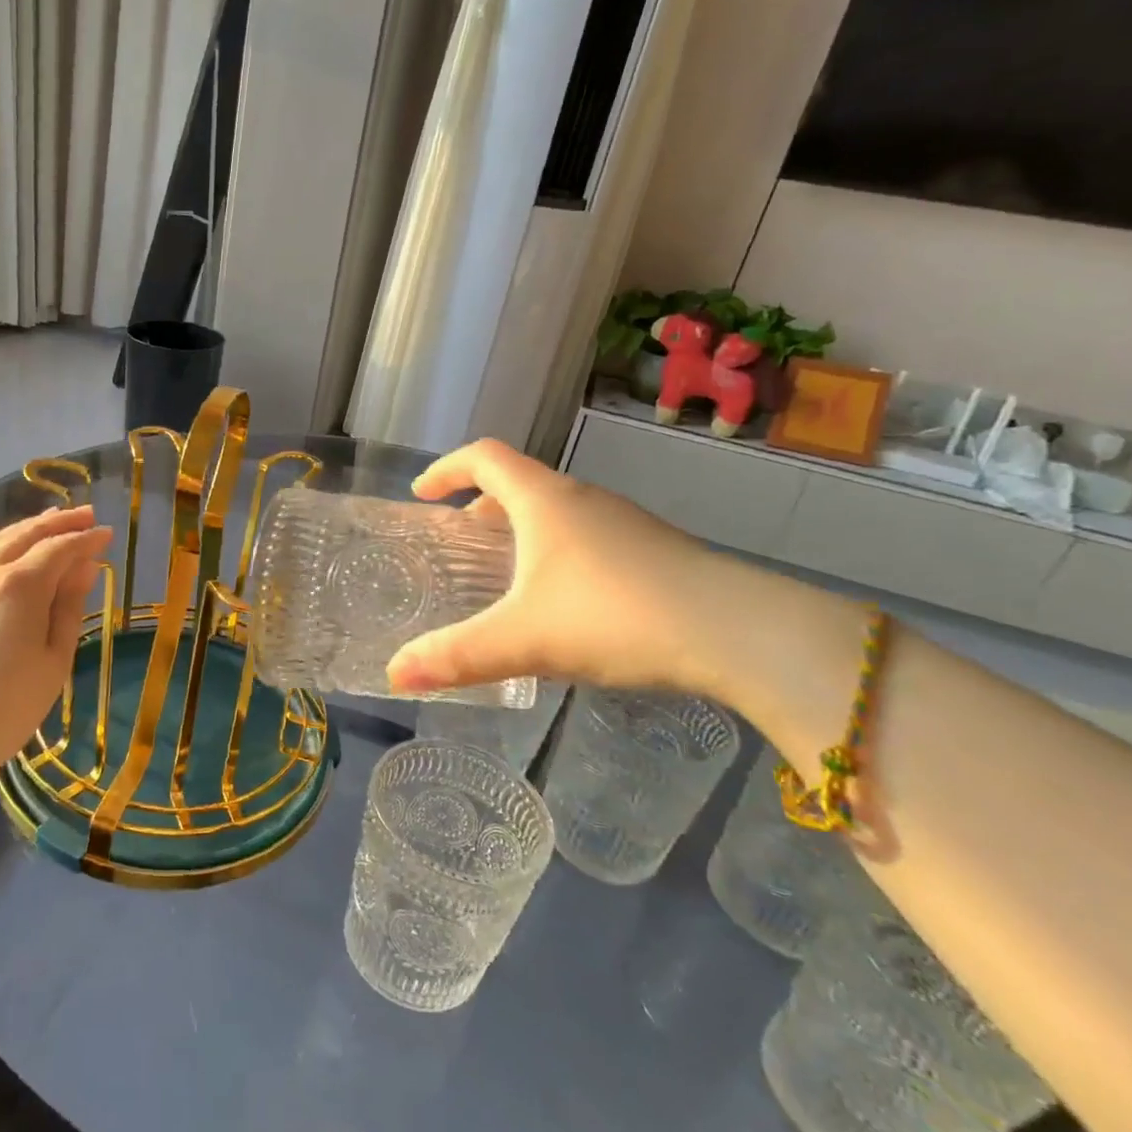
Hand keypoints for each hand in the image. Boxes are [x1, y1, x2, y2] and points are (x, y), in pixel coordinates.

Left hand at [0, 506, 111, 788]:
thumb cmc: (2, 710)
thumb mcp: (52, 664)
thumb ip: (67, 610)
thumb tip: (82, 569)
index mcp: (22, 587)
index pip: (61, 549)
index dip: (86, 540)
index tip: (106, 534)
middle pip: (26, 535)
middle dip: (58, 522)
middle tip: (84, 515)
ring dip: (21, 527)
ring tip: (43, 521)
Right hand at [385, 439, 730, 697]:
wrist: (737, 631)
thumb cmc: (614, 615)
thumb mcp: (523, 640)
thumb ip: (456, 656)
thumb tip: (394, 674)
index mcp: (544, 501)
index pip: (484, 457)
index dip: (446, 468)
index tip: (421, 494)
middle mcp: (582, 499)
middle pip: (520, 483)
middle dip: (481, 506)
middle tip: (459, 542)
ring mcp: (624, 523)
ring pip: (557, 512)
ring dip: (521, 530)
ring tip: (505, 575)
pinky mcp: (652, 550)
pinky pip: (587, 537)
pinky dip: (556, 552)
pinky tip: (563, 603)